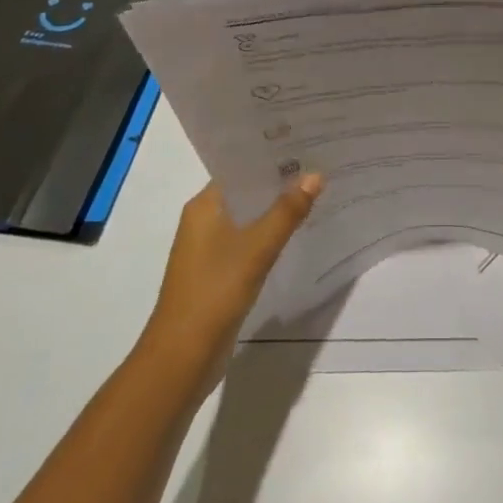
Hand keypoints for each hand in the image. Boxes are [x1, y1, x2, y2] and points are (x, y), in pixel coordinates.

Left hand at [142, 175, 321, 392]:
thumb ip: (287, 210)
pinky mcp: (218, 272)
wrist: (182, 357)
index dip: (271, 156)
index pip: (240, 168)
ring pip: (249, 218)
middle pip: (247, 192)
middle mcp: (203, 221)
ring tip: (317, 194)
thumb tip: (316, 175)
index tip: (306, 144)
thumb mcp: (257, 247)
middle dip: (280, 182)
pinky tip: (298, 233)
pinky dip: (270, 235)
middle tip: (321, 166)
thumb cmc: (214, 291)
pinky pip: (248, 242)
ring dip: (277, 209)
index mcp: (204, 206)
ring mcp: (209, 249)